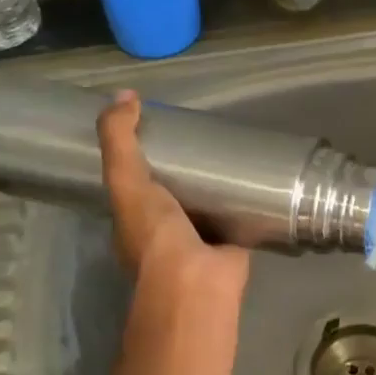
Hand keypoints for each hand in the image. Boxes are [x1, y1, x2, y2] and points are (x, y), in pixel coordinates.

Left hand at [97, 91, 248, 289]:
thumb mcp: (125, 179)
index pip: (132, 185)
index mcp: (132, 222)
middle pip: (171, 194)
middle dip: (183, 170)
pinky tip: (256, 180)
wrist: (197, 279)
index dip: (141, 158)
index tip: (158, 130)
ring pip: (204, 206)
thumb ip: (119, 140)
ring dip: (214, 187)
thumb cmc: (154, 234)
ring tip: (229, 150)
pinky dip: (243, 203)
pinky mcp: (231, 246)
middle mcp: (162, 234)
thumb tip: (125, 95)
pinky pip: (236, 218)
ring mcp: (198, 243)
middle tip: (200, 136)